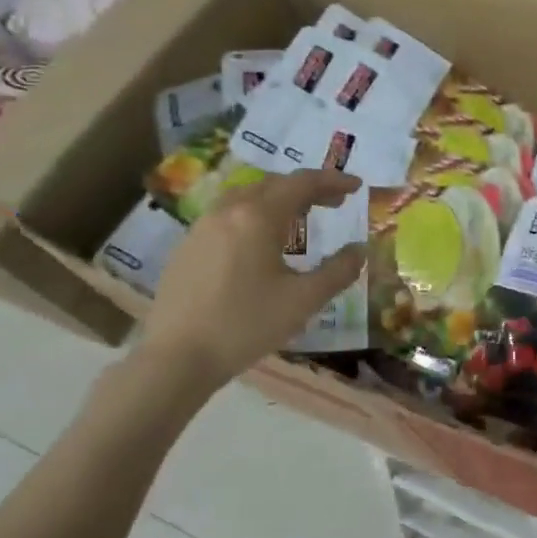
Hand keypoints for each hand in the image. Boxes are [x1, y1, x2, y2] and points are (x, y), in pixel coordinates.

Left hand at [138, 169, 365, 391]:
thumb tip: (360, 250)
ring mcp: (202, 227)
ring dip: (278, 199)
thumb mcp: (303, 300)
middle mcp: (228, 211)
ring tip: (299, 218)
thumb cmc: (246, 324)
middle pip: (273, 184)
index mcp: (258, 217)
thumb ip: (338, 271)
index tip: (356, 187)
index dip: (333, 181)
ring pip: (247, 196)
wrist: (176, 357)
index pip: (302, 183)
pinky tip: (261, 242)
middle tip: (334, 204)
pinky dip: (255, 214)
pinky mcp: (187, 247)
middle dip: (308, 189)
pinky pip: (228, 215)